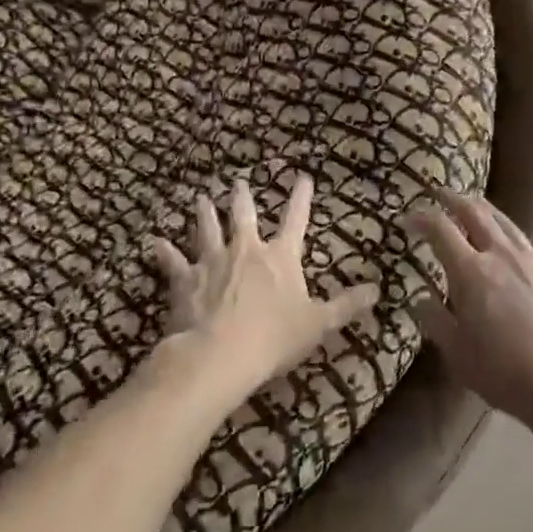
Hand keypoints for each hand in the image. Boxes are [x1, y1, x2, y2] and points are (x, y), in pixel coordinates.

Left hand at [148, 175, 378, 409]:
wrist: (220, 354)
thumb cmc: (274, 338)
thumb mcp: (318, 324)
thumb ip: (346, 305)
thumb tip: (378, 289)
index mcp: (280, 257)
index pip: (296, 220)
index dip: (301, 198)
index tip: (303, 177)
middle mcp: (246, 249)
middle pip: (245, 216)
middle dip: (243, 197)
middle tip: (238, 182)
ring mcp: (212, 260)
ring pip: (208, 228)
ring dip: (204, 213)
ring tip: (200, 198)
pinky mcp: (185, 278)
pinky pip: (172, 260)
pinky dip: (164, 251)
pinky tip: (154, 241)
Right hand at [408, 189, 532, 436]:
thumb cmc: (504, 372)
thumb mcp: (457, 353)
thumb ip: (435, 321)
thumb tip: (418, 299)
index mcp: (471, 270)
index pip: (440, 229)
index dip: (421, 217)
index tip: (406, 217)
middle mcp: (502, 255)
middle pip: (476, 213)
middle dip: (454, 198)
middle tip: (439, 193)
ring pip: (507, 223)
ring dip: (486, 210)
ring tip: (475, 207)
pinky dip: (519, 239)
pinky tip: (519, 245)